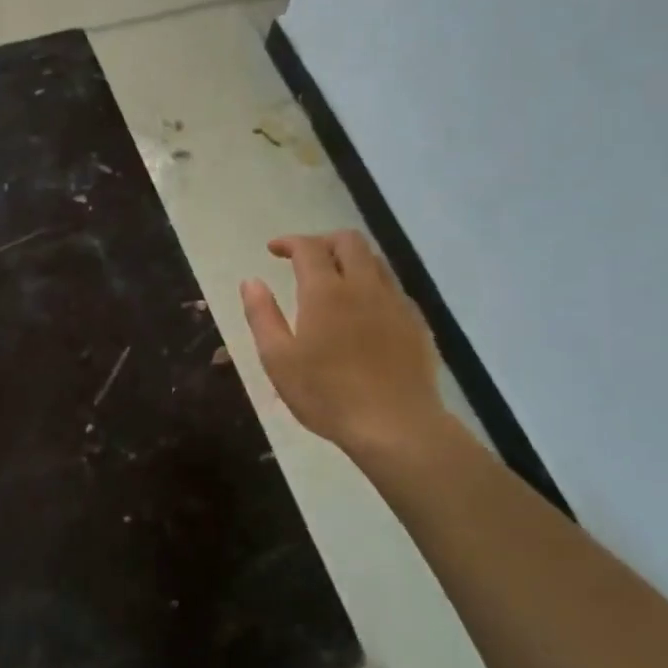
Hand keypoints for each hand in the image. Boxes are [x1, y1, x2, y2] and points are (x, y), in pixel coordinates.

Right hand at [241, 232, 456, 467]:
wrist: (396, 426)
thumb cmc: (327, 395)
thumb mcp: (278, 360)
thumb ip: (262, 315)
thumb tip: (251, 281)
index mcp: (326, 292)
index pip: (308, 247)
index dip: (289, 242)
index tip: (273, 250)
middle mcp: (364, 286)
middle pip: (348, 240)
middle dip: (322, 241)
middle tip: (303, 259)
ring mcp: (395, 303)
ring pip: (375, 260)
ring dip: (350, 259)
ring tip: (333, 280)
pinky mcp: (416, 323)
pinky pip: (392, 287)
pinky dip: (371, 284)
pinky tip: (362, 311)